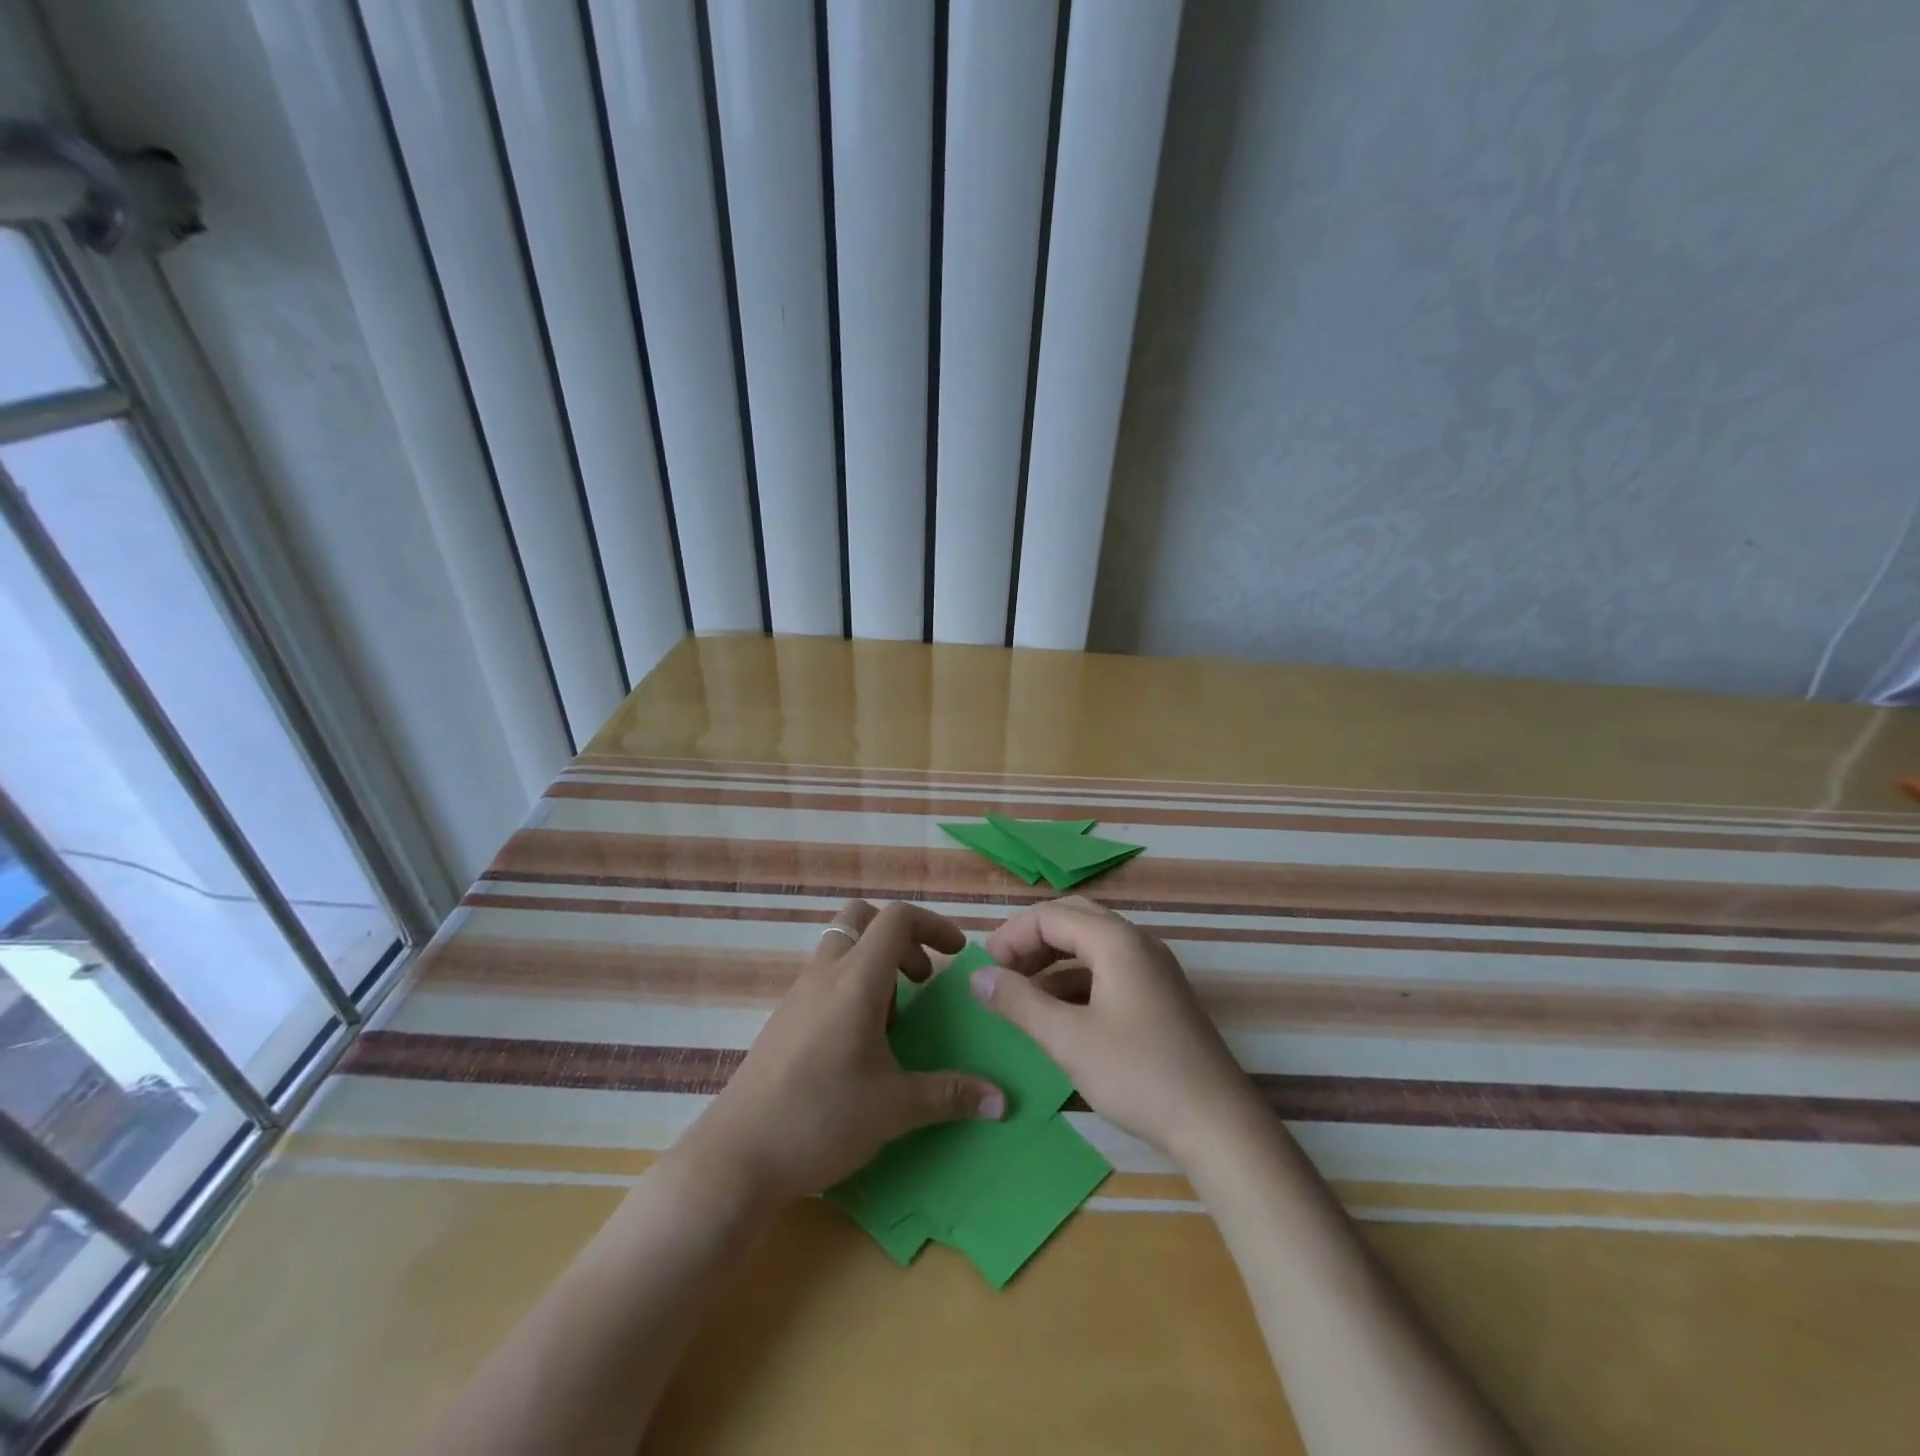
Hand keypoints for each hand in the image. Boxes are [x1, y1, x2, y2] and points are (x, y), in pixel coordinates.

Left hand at [679, 900, 1005, 1206]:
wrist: (736, 1157)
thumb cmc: (821, 1119)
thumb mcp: (894, 1108)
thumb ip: (951, 1095)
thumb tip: (1002, 1100)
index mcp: (856, 981)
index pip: (896, 918)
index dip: (932, 924)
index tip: (957, 954)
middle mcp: (825, 975)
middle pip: (861, 919)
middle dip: (900, 938)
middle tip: (921, 981)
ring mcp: (798, 995)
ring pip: (840, 948)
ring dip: (874, 965)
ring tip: (893, 1021)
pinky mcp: (782, 1020)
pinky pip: (824, 979)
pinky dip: (850, 988)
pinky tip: (859, 1045)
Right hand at [972, 897, 1261, 1167]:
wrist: (1219, 1125)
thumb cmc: (1139, 1075)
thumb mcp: (1068, 1039)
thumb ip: (1019, 1002)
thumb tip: (977, 976)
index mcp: (1115, 940)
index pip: (1049, 915)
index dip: (1010, 937)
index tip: (984, 972)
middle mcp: (1137, 942)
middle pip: (1071, 920)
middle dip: (1031, 942)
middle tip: (1001, 974)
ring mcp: (1152, 968)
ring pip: (1090, 945)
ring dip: (1052, 961)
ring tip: (1022, 995)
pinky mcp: (1159, 995)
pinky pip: (1108, 969)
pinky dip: (1076, 981)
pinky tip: (1059, 1015)